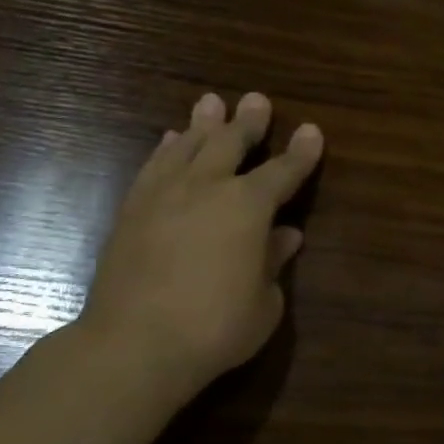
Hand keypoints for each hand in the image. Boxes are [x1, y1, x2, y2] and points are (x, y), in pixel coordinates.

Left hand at [76, 91, 322, 396]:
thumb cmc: (214, 327)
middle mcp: (207, 187)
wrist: (134, 344)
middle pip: (231, 143)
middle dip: (248, 122)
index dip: (301, 152)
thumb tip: (285, 236)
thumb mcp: (264, 303)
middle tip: (256, 100)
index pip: (283, 171)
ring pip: (187, 145)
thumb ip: (274, 262)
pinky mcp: (132, 209)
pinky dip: (166, 149)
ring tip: (211, 103)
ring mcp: (164, 194)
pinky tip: (169, 140)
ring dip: (204, 124)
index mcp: (249, 206)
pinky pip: (154, 166)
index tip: (312, 130)